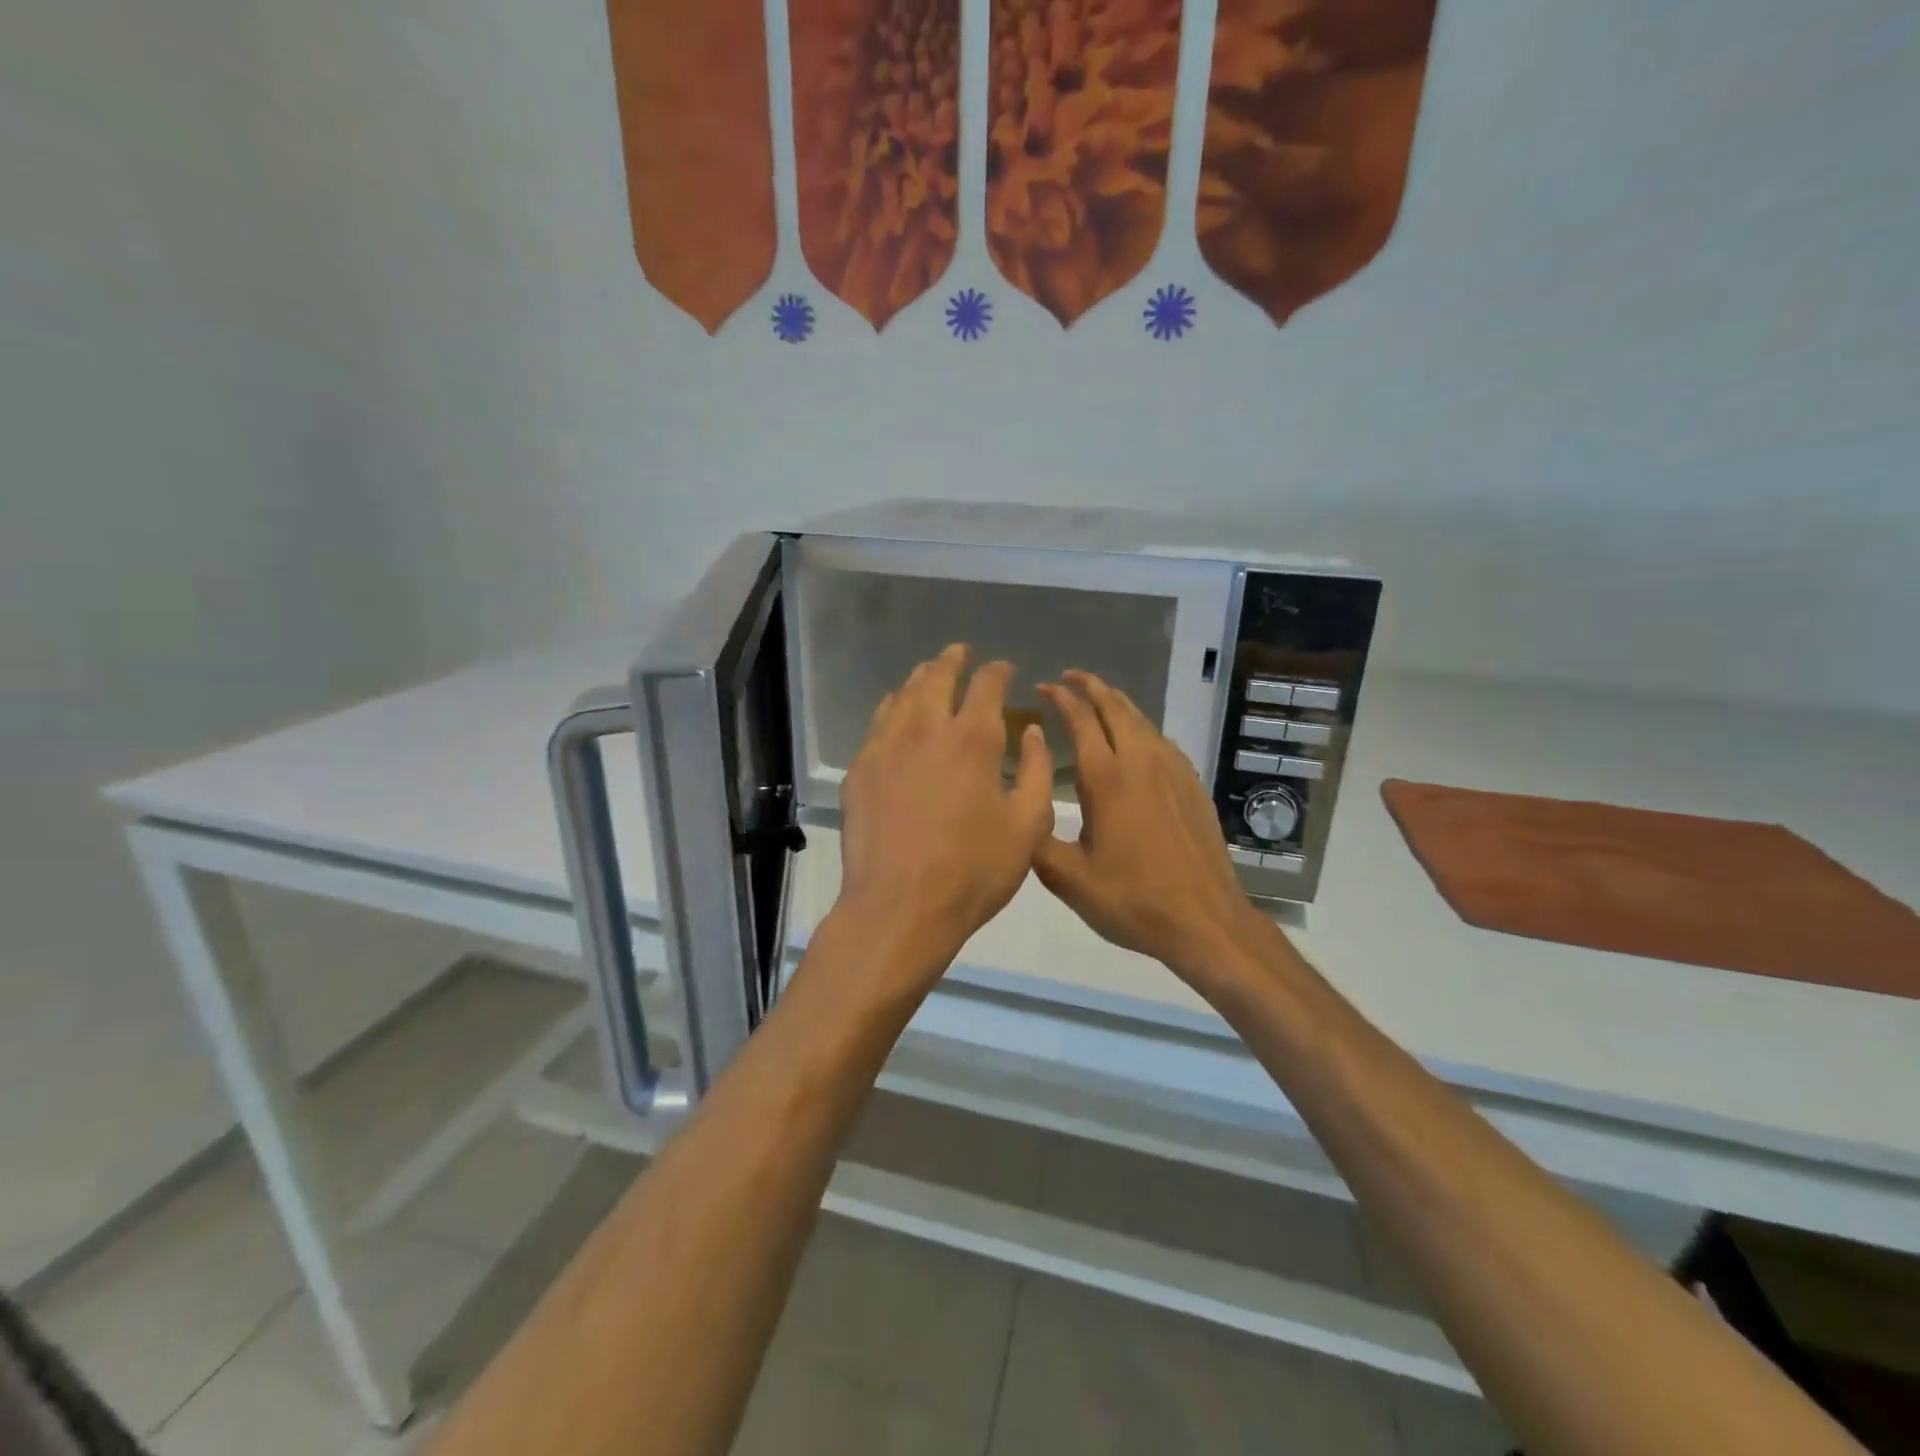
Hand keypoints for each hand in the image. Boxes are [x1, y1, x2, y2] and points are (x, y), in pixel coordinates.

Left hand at [833, 645, 1055, 983]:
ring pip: (904, 694)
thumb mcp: (1027, 827)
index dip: (998, 671)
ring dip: (922, 678)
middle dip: (954, 660)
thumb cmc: (973, 871)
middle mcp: (926, 729)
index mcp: (973, 739)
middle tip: (961, 653)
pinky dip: (894, 706)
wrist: (899, 907)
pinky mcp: (861, 768)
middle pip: (938, 676)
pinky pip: (879, 722)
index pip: (987, 684)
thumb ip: (1038, 773)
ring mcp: (887, 746)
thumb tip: (1033, 732)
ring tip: (931, 673)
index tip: (1004, 670)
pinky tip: (897, 712)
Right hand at [1035, 672, 1279, 991]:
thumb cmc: (1131, 899)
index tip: (1043, 687)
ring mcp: (1172, 771)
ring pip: (1141, 719)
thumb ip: (1036, 839)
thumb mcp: (1068, 879)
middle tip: (1068, 678)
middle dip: (1089, 686)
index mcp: (1106, 778)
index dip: (1060, 697)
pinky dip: (1139, 726)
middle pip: (1114, 706)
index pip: (1080, 719)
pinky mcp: (1191, 785)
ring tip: (1098, 699)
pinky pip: (1161, 739)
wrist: (1204, 920)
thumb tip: (1021, 806)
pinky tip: (1135, 740)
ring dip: (1116, 702)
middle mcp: (1140, 762)